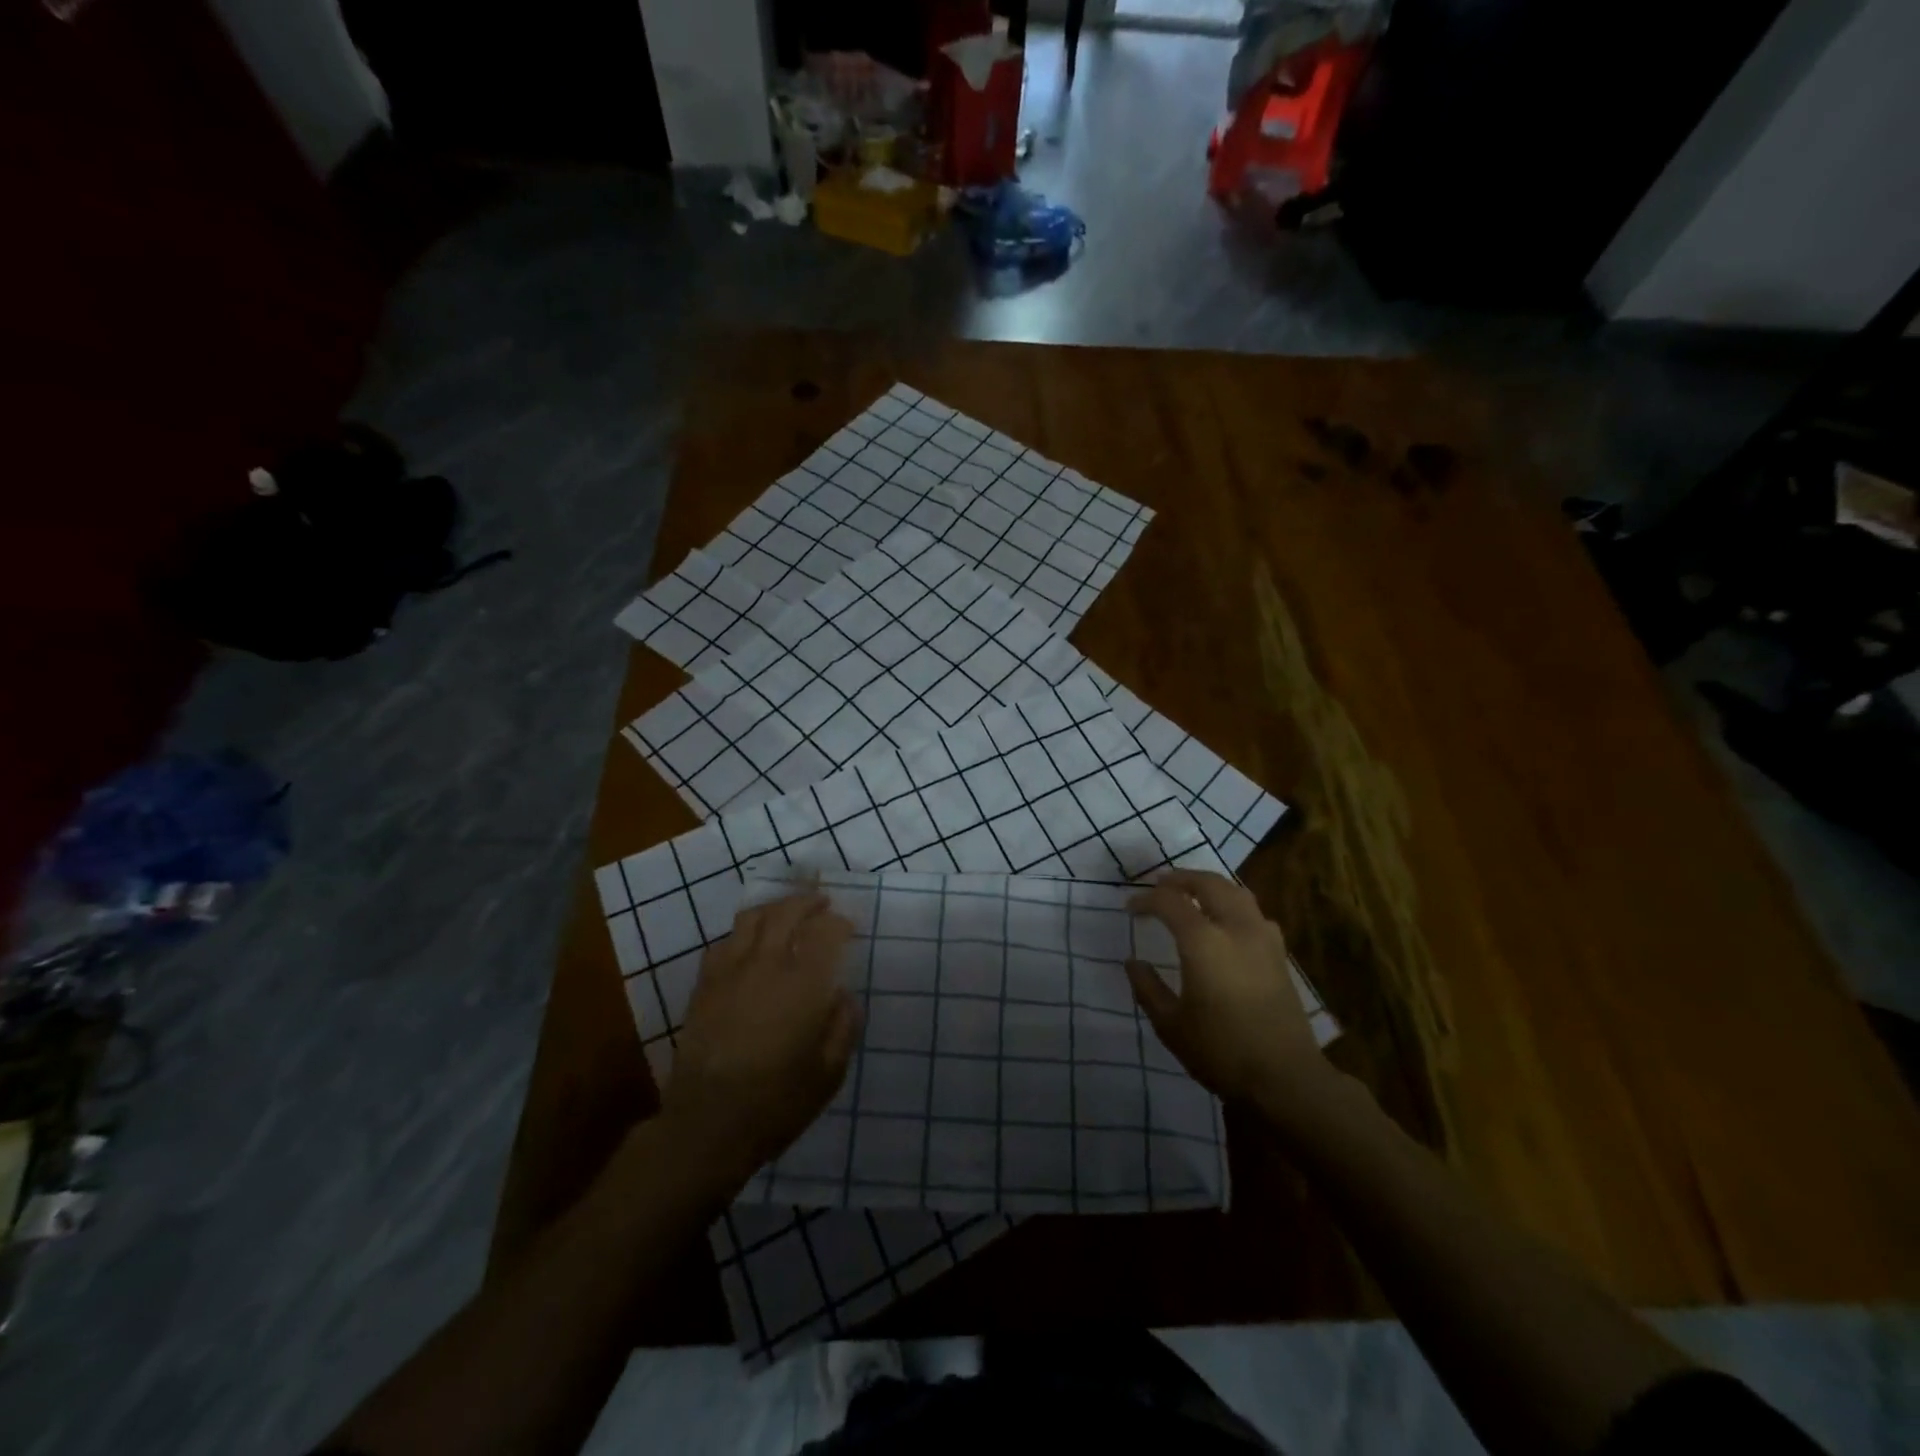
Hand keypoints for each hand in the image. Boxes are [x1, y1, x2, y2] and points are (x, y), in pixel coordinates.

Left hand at [660, 891, 860, 1187]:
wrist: (707, 1125)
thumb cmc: (777, 1102)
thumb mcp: (829, 1073)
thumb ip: (844, 1027)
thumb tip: (844, 995)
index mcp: (803, 985)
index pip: (825, 932)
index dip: (839, 922)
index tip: (849, 926)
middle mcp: (767, 966)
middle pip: (787, 913)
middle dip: (808, 902)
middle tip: (822, 904)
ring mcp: (730, 972)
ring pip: (752, 919)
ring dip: (774, 908)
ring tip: (787, 912)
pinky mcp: (705, 986)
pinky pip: (724, 942)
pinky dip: (742, 933)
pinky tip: (748, 943)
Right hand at [1126, 869, 1333, 1118]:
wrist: (1285, 1078)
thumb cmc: (1221, 1051)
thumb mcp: (1170, 1024)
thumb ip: (1148, 988)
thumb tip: (1134, 963)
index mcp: (1204, 941)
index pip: (1169, 902)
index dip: (1146, 900)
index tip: (1130, 909)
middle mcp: (1236, 928)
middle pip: (1208, 883)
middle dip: (1180, 879)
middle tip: (1159, 885)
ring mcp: (1263, 938)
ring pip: (1236, 892)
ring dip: (1209, 886)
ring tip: (1191, 895)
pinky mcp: (1279, 953)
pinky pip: (1253, 912)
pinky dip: (1233, 904)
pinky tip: (1225, 922)